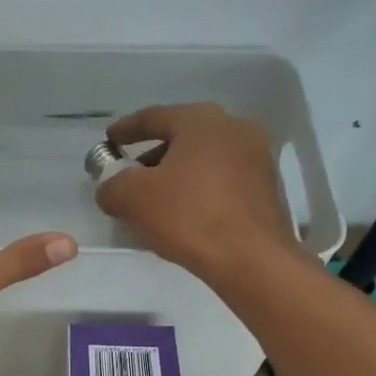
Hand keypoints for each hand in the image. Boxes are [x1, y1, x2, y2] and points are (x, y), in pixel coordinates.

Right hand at [94, 104, 294, 279]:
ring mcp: (256, 159)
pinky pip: (221, 183)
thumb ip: (112, 185)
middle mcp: (234, 129)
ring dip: (175, 177)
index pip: (154, 117)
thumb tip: (110, 187)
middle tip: (129, 177)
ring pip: (203, 162)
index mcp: (201, 120)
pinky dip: (198, 192)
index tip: (109, 141)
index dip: (126, 129)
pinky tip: (183, 217)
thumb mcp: (133, 198)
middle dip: (151, 157)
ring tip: (153, 203)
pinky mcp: (266, 189)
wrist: (251, 259)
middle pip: (182, 138)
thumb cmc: (189, 216)